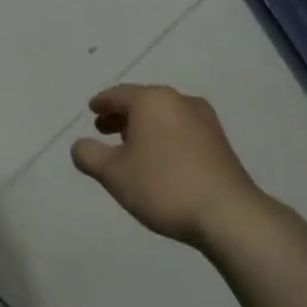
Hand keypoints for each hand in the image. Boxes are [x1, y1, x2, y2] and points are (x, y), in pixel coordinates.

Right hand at [71, 84, 262, 244]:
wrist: (227, 213)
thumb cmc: (163, 185)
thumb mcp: (113, 174)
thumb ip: (90, 156)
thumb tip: (79, 145)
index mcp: (152, 100)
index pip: (119, 94)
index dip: (102, 102)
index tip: (92, 109)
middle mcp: (180, 100)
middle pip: (143, 102)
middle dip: (122, 115)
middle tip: (104, 130)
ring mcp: (204, 120)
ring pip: (164, 115)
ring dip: (144, 127)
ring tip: (130, 147)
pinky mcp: (219, 141)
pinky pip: (181, 129)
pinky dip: (163, 136)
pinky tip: (159, 159)